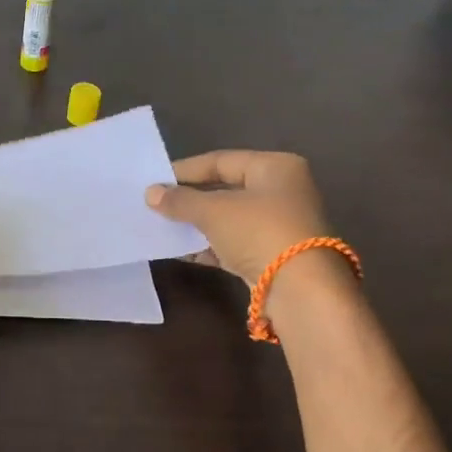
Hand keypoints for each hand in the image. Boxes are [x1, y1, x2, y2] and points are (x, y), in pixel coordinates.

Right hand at [145, 151, 331, 284]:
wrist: (301, 291)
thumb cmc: (259, 232)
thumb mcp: (213, 211)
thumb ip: (180, 200)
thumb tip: (150, 193)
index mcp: (275, 167)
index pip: (221, 161)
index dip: (185, 170)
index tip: (154, 181)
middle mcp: (282, 191)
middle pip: (225, 189)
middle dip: (190, 199)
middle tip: (156, 204)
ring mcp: (280, 225)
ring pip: (229, 218)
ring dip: (197, 224)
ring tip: (163, 227)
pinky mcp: (274, 255)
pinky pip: (234, 243)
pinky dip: (209, 245)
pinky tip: (182, 251)